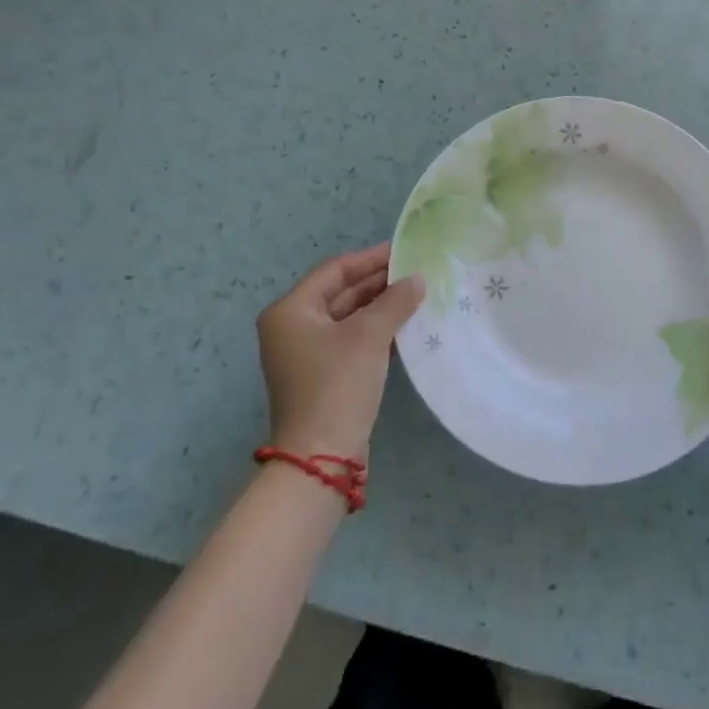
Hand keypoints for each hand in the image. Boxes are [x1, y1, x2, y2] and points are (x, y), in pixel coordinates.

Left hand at [257, 242, 425, 462]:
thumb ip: (395, 301)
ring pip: (348, 317)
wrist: (321, 457)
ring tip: (417, 295)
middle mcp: (292, 327)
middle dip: (379, 283)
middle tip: (416, 272)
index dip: (371, 258)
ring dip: (380, 307)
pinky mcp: (322, 375)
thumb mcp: (369, 336)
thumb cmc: (338, 384)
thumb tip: (417, 279)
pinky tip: (406, 327)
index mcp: (291, 311)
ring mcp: (306, 354)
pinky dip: (376, 331)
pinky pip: (351, 340)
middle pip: (341, 292)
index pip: (335, 270)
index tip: (405, 250)